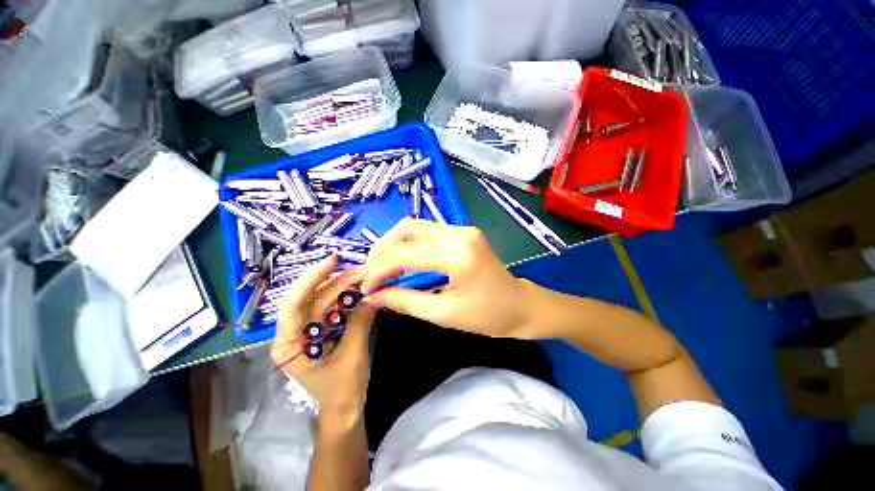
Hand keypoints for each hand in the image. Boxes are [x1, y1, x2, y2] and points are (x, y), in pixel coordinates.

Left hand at [270, 256, 376, 427]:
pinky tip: (358, 289)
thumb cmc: (343, 389)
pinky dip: (345, 297)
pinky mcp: (319, 330)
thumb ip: (360, 321)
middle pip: (312, 299)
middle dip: (337, 282)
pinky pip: (330, 307)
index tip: (332, 262)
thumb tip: (373, 294)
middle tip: (361, 270)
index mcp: (289, 345)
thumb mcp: (352, 354)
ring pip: (322, 301)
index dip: (312, 280)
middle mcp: (292, 334)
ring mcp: (305, 331)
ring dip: (343, 287)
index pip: (294, 305)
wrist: (344, 408)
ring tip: (363, 276)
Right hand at [360, 219, 538, 338]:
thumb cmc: (489, 316)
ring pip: (415, 226)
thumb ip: (405, 301)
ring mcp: (462, 229)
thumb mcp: (444, 314)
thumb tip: (372, 297)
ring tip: (384, 269)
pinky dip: (409, 244)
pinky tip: (404, 261)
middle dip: (382, 250)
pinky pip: (427, 231)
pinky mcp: (463, 232)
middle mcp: (458, 233)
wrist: (521, 305)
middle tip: (373, 275)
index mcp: (456, 255)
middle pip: (406, 229)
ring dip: (394, 245)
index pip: (403, 253)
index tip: (366, 289)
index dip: (378, 270)